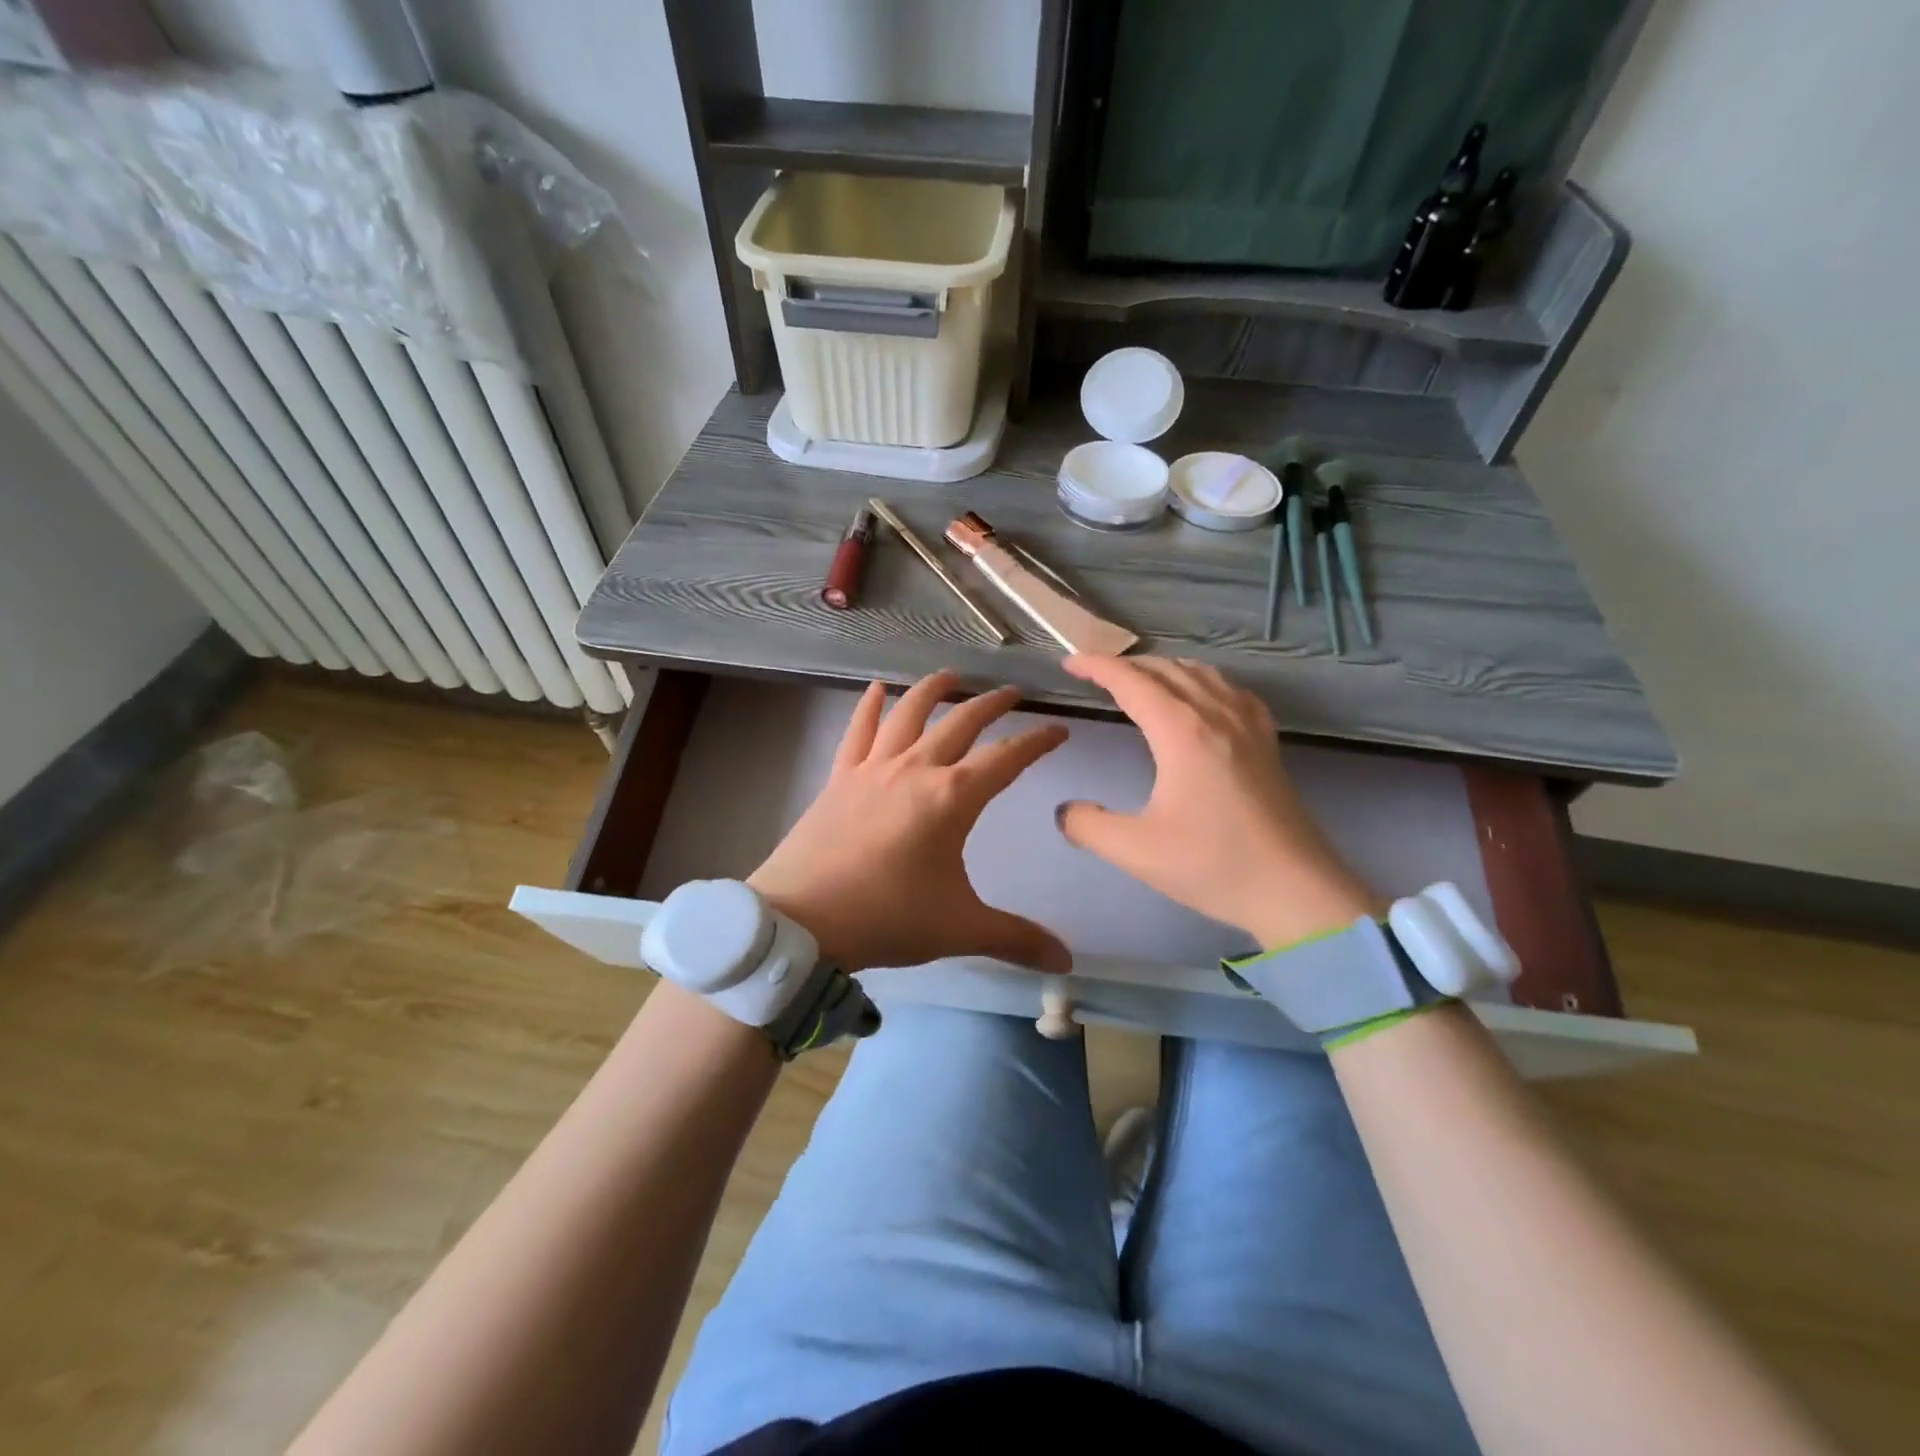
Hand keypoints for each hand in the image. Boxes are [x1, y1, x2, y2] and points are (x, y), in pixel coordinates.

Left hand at [748, 671, 1073, 974]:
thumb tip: (1066, 962)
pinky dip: (868, 707)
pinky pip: (857, 732)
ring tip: (951, 675)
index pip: (1007, 758)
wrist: (802, 921)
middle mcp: (915, 769)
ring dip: (933, 690)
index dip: (1037, 742)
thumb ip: (1016, 939)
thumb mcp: (959, 929)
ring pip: (908, 714)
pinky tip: (876, 689)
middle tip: (1012, 692)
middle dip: (992, 704)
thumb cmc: (886, 918)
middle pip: (961, 723)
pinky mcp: (840, 778)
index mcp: (952, 797)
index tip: (1059, 730)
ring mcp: (873, 769)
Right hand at [1056, 656, 1382, 948]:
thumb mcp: (1136, 851)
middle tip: (1095, 675)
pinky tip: (1203, 698)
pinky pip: (1232, 691)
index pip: (1131, 681)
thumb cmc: (1214, 865)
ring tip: (1140, 680)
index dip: (1097, 667)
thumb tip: (1066, 810)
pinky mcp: (1267, 743)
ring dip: (1164, 668)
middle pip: (1166, 669)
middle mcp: (1216, 715)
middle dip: (1126, 665)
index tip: (1069, 664)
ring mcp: (1248, 726)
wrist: (1296, 890)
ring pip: (1202, 674)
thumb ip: (1088, 826)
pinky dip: (1204, 681)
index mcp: (1182, 731)